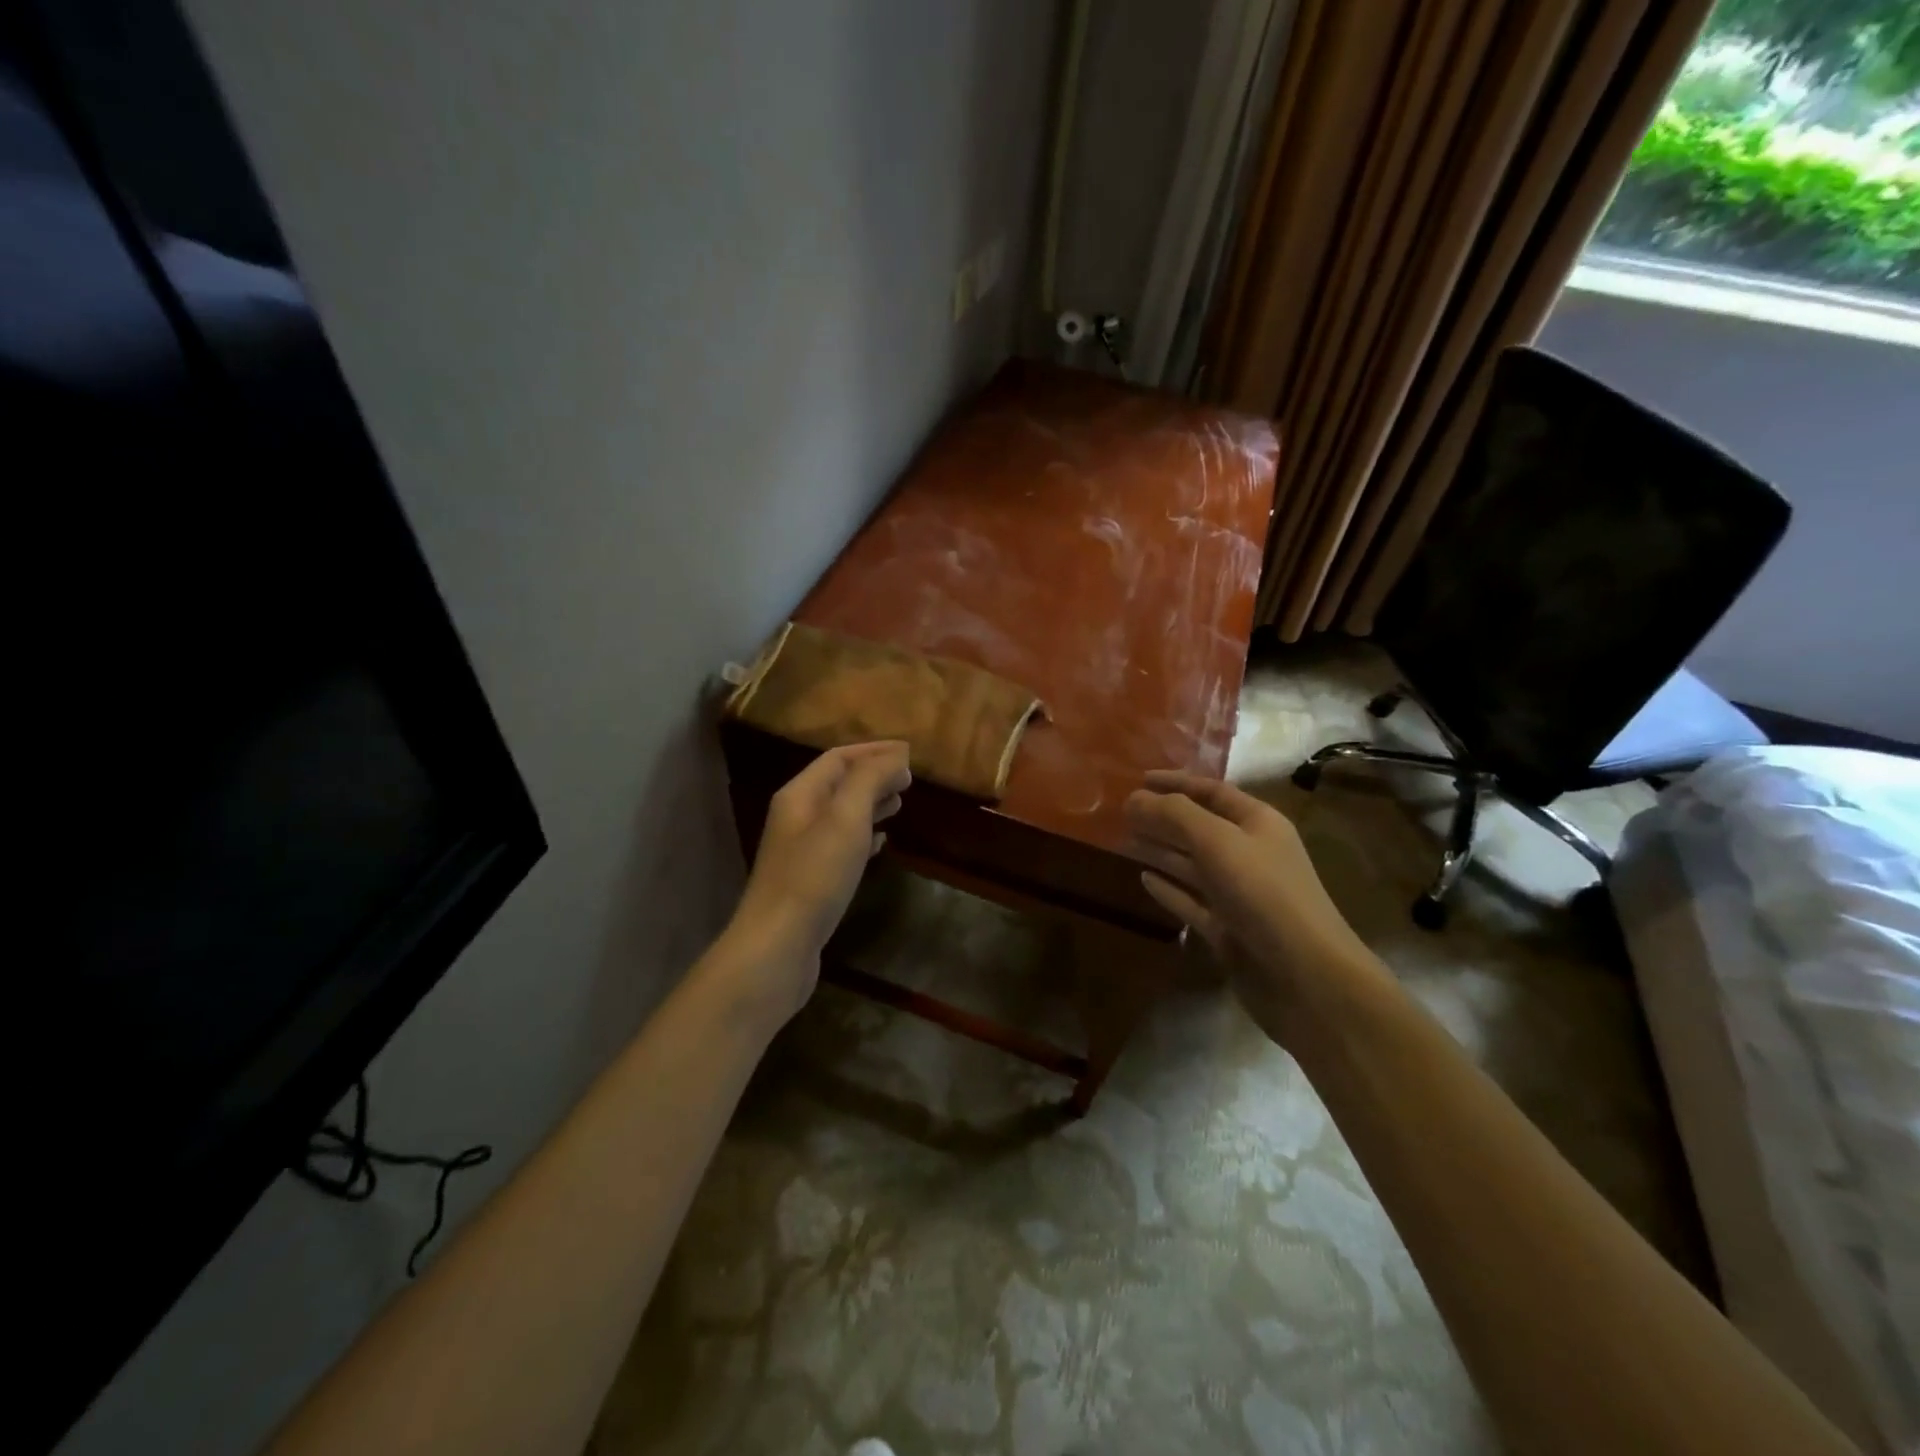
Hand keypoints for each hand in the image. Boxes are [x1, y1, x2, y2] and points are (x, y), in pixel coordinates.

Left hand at [726, 742, 911, 1019]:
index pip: (838, 758)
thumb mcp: (846, 818)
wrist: (778, 946)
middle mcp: (797, 816)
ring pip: (841, 814)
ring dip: (870, 803)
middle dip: (874, 774)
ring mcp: (801, 850)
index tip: (909, 752)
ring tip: (901, 802)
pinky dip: (865, 835)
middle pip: (838, 783)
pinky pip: (841, 844)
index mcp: (800, 794)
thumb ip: (870, 780)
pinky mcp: (811, 879)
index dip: (873, 751)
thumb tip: (896, 757)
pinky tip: (883, 842)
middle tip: (910, 777)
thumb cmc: (814, 876)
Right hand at [1125, 770, 1383, 1041]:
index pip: (1213, 791)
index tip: (1139, 780)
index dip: (1176, 783)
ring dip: (1161, 850)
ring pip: (1192, 864)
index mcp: (1258, 824)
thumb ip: (1174, 814)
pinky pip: (1191, 901)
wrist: (1305, 977)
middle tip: (1123, 812)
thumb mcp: (1217, 841)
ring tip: (1125, 839)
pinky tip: (1143, 879)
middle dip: (1164, 817)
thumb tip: (1134, 798)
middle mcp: (1250, 854)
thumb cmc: (1264, 894)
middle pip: (1200, 827)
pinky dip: (1168, 889)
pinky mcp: (1228, 930)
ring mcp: (1239, 895)